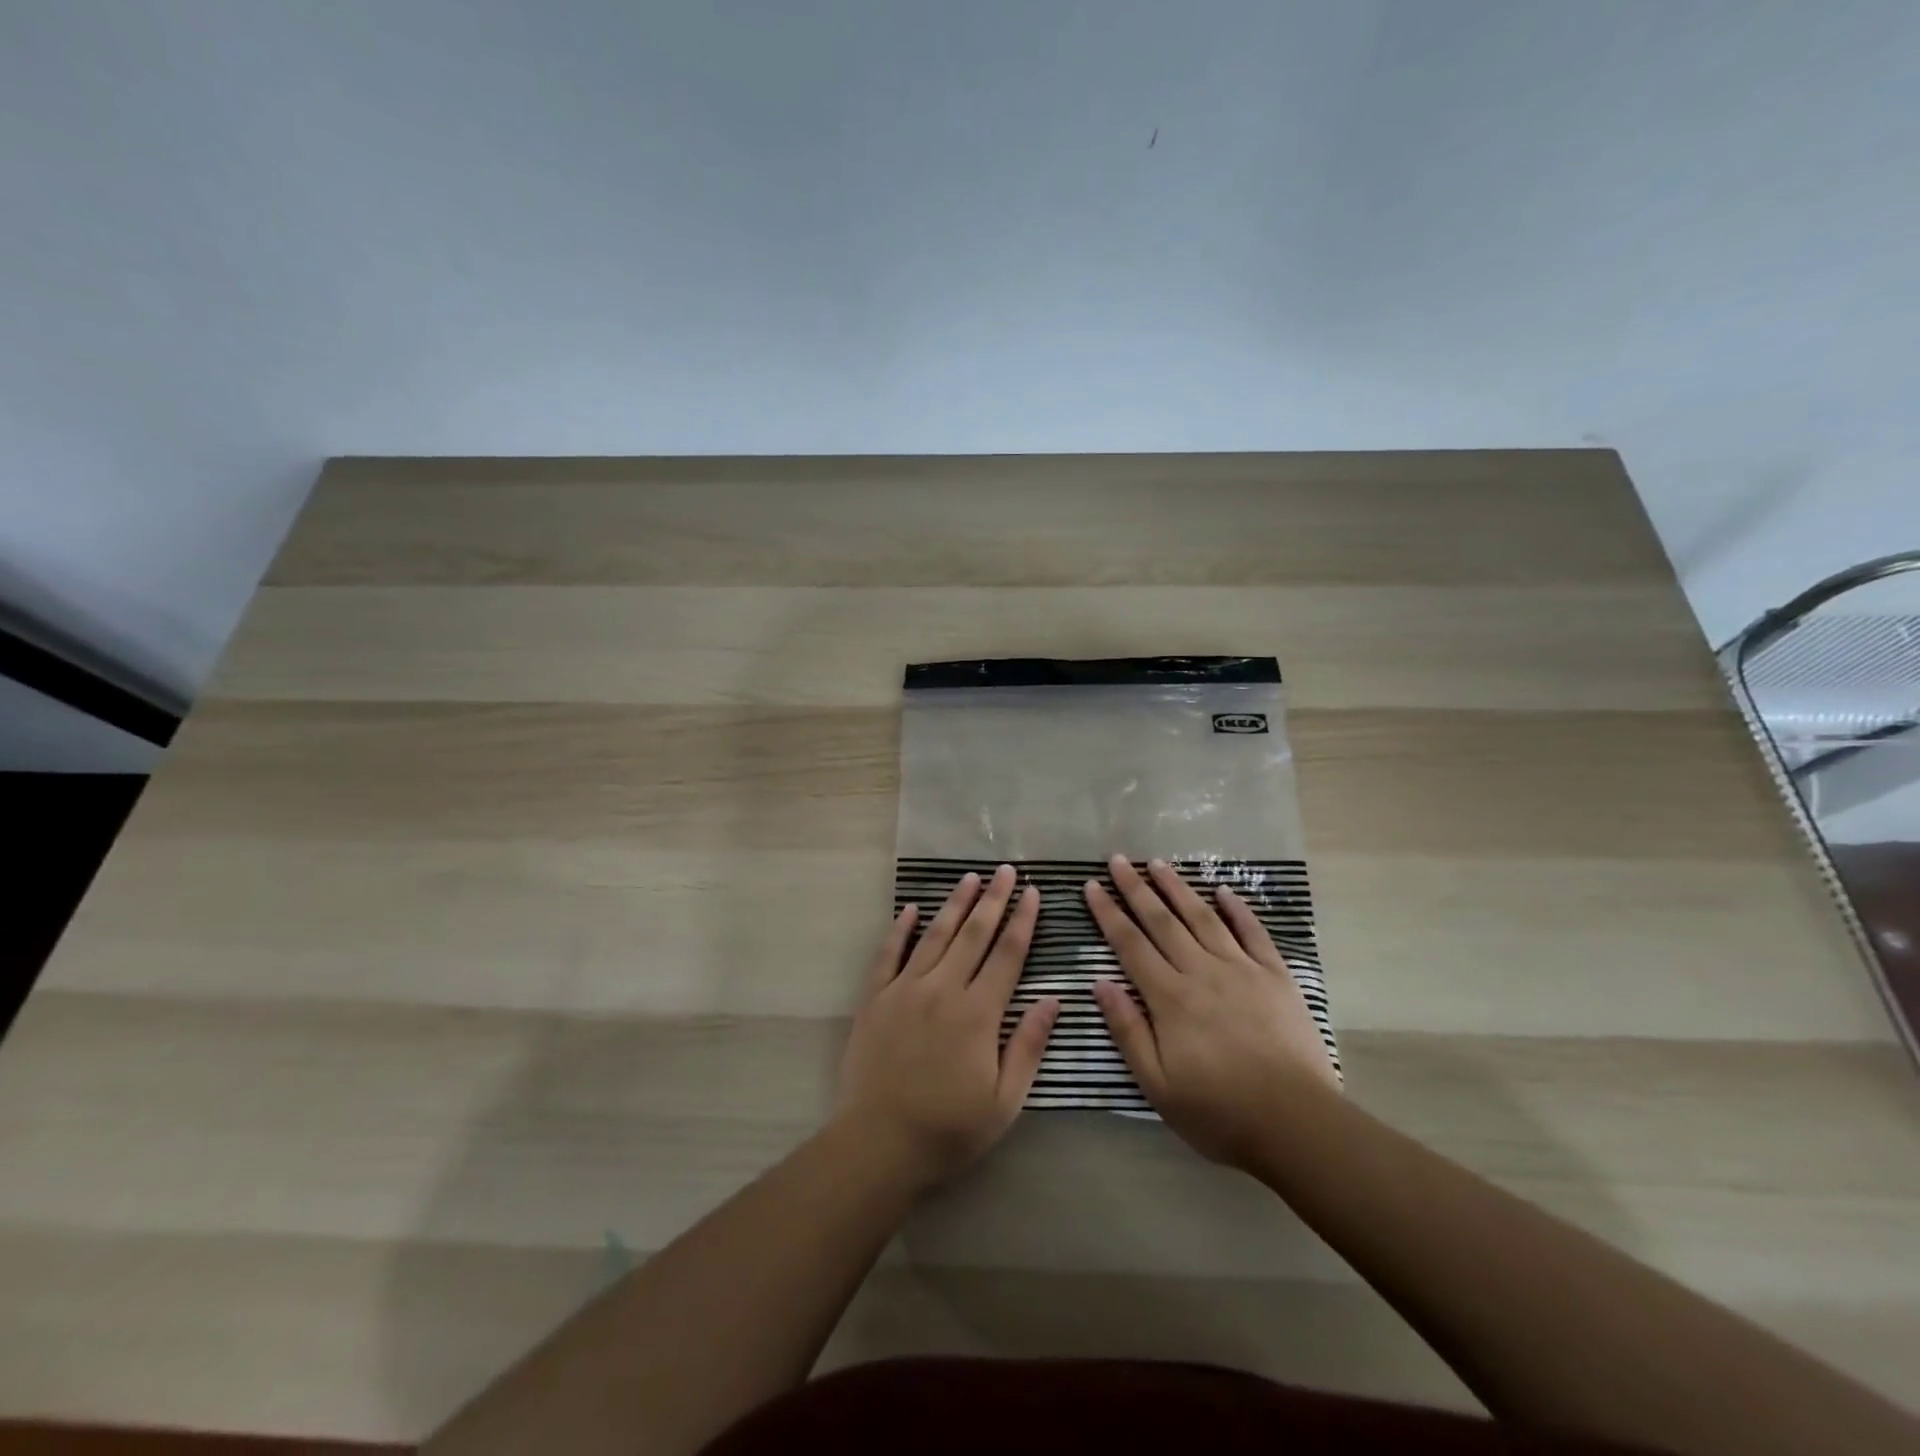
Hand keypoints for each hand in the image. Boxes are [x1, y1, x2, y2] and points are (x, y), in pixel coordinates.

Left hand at [834, 865, 1060, 1189]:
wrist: (878, 1144)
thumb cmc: (949, 1129)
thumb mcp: (1004, 1101)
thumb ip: (1028, 1046)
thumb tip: (1053, 1000)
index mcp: (978, 1013)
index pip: (1007, 955)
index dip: (1022, 921)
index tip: (1032, 893)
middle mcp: (943, 989)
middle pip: (973, 934)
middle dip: (992, 899)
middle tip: (1004, 870)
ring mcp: (905, 989)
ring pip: (935, 936)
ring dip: (954, 904)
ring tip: (968, 877)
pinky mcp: (875, 998)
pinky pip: (888, 954)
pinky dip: (900, 929)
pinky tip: (911, 909)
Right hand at [1086, 855, 1338, 1169]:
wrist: (1297, 1124)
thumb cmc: (1219, 1112)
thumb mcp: (1158, 1085)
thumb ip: (1128, 1030)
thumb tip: (1101, 983)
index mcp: (1170, 998)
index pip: (1130, 944)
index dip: (1108, 913)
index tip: (1092, 886)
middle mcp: (1202, 972)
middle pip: (1162, 921)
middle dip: (1136, 888)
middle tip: (1119, 860)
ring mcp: (1242, 969)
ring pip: (1203, 917)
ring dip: (1178, 888)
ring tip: (1159, 863)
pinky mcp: (1276, 976)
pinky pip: (1253, 932)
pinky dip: (1237, 908)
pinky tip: (1222, 890)